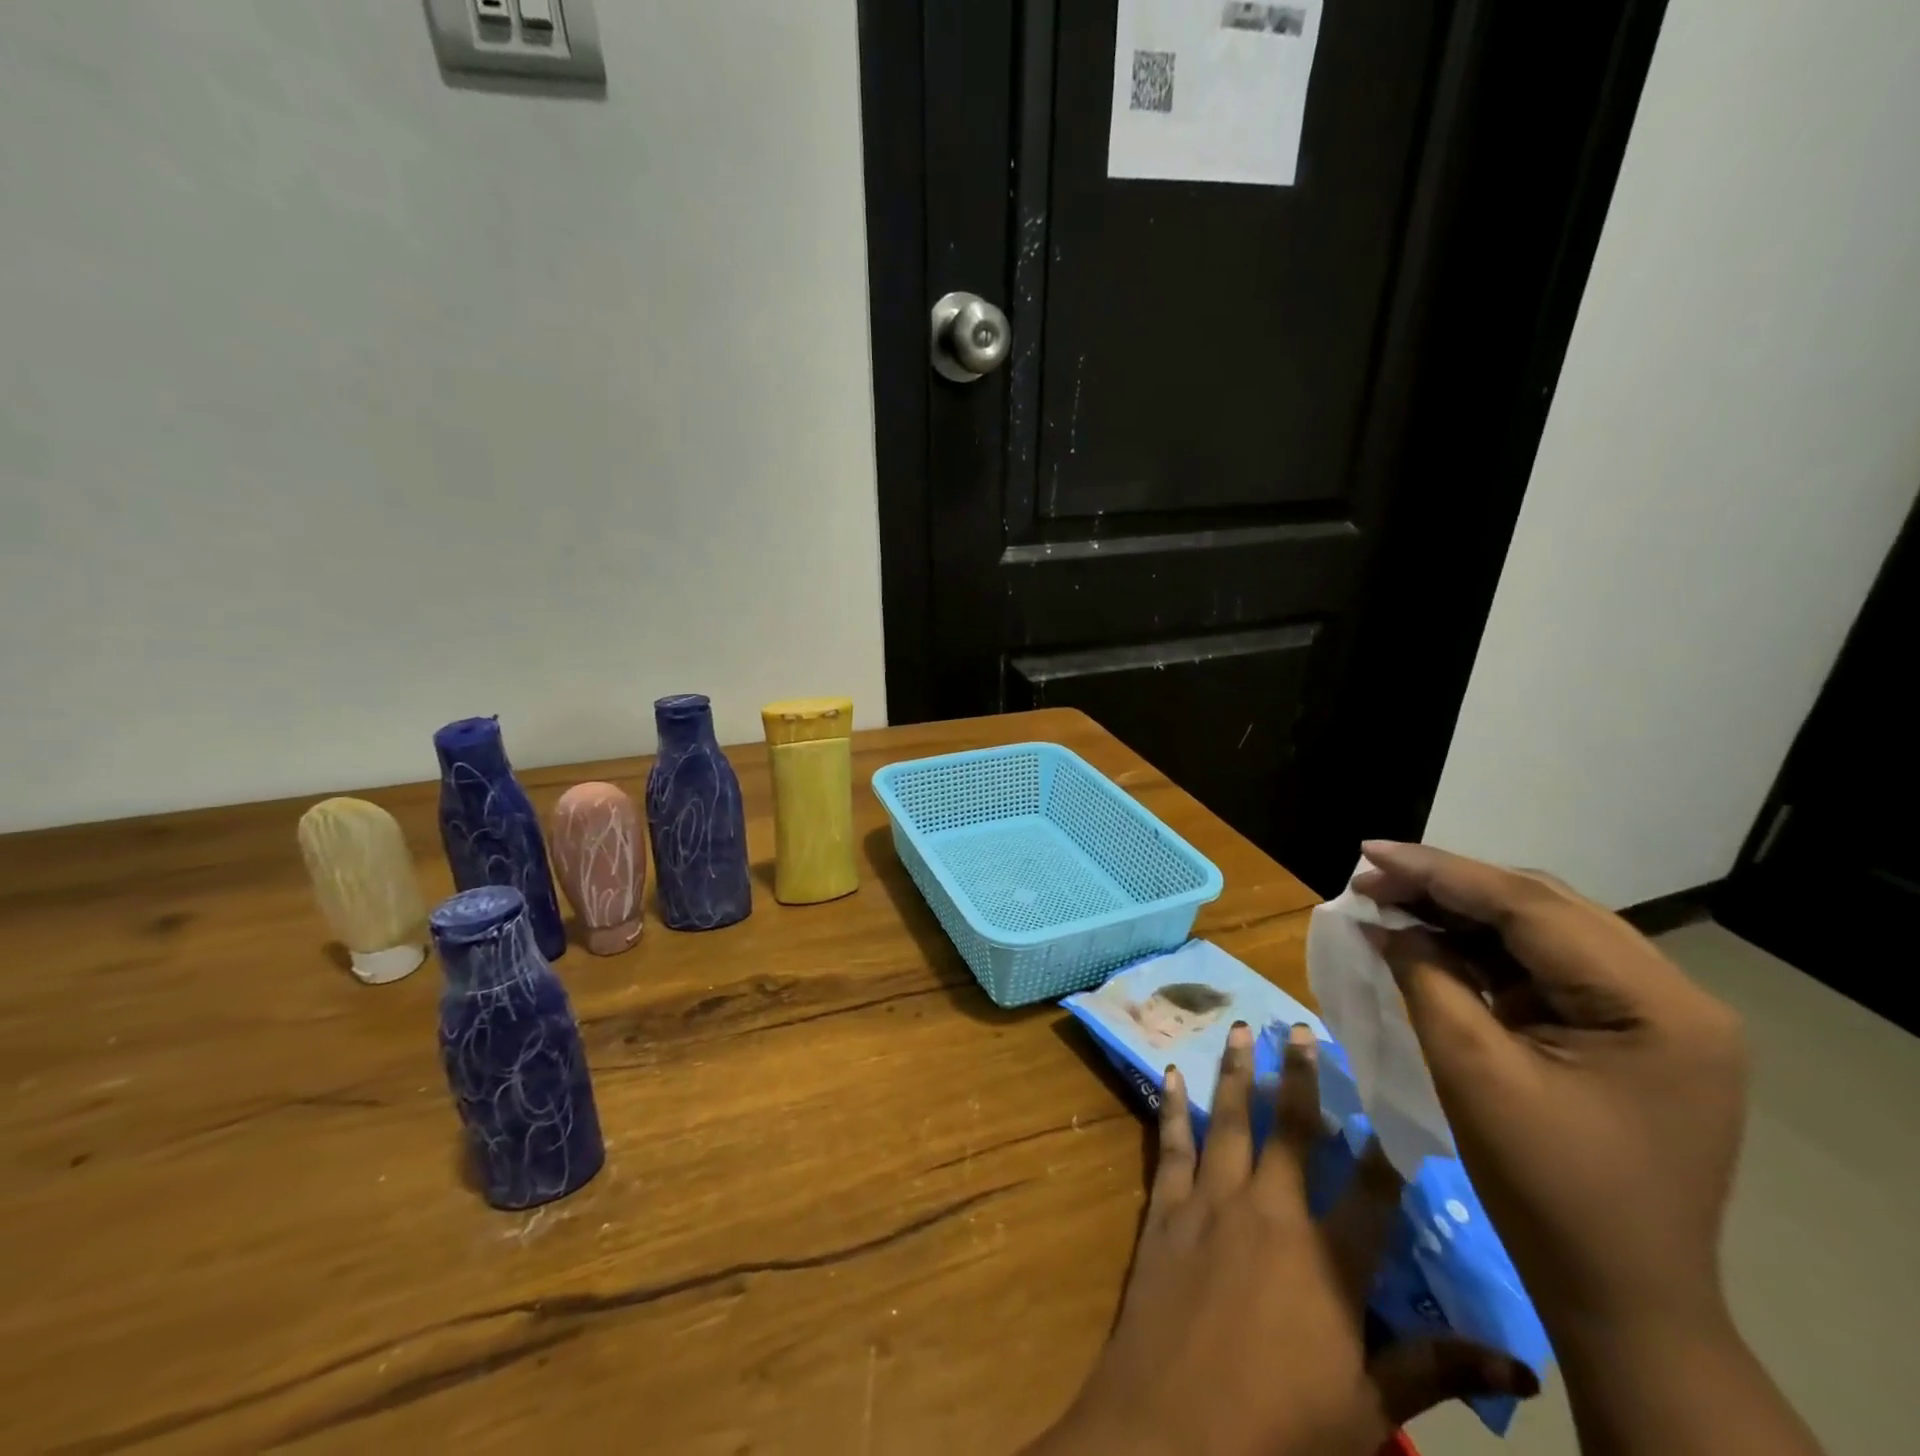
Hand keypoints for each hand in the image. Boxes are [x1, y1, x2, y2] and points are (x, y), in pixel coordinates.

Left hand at [1028, 1023, 1534, 1455]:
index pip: (1371, 1189)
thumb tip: (1522, 1367)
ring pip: (1229, 1120)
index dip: (1387, 1143)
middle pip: (1291, 1130)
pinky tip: (1169, 1076)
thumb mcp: (1367, 1411)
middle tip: (1303, 1029)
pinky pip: (1172, 1145)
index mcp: (1327, 1259)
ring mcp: (1212, 1201)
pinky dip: (1171, 1108)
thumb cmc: (1280, 1431)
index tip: (1395, 1096)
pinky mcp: (1168, 1208)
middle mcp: (1269, 1211)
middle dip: (1300, 1077)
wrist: (1172, 1431)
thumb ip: (1432, 1372)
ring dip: (1236, 1073)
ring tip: (1242, 1030)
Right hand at [1353, 841, 1748, 1344]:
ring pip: (1540, 931)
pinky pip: (1543, 967)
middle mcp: (1670, 995)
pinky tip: (1430, 940)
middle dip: (1447, 886)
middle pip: (1541, 908)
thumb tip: (1384, 922)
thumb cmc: (1547, 1189)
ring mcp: (1653, 1013)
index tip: (1367, 852)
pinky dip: (1482, 950)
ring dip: (1461, 913)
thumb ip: (1427, 978)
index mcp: (1656, 1005)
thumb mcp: (1473, 1072)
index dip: (1440, 872)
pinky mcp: (1625, 1031)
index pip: (1532, 908)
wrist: (1619, 1295)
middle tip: (1369, 876)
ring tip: (1388, 900)